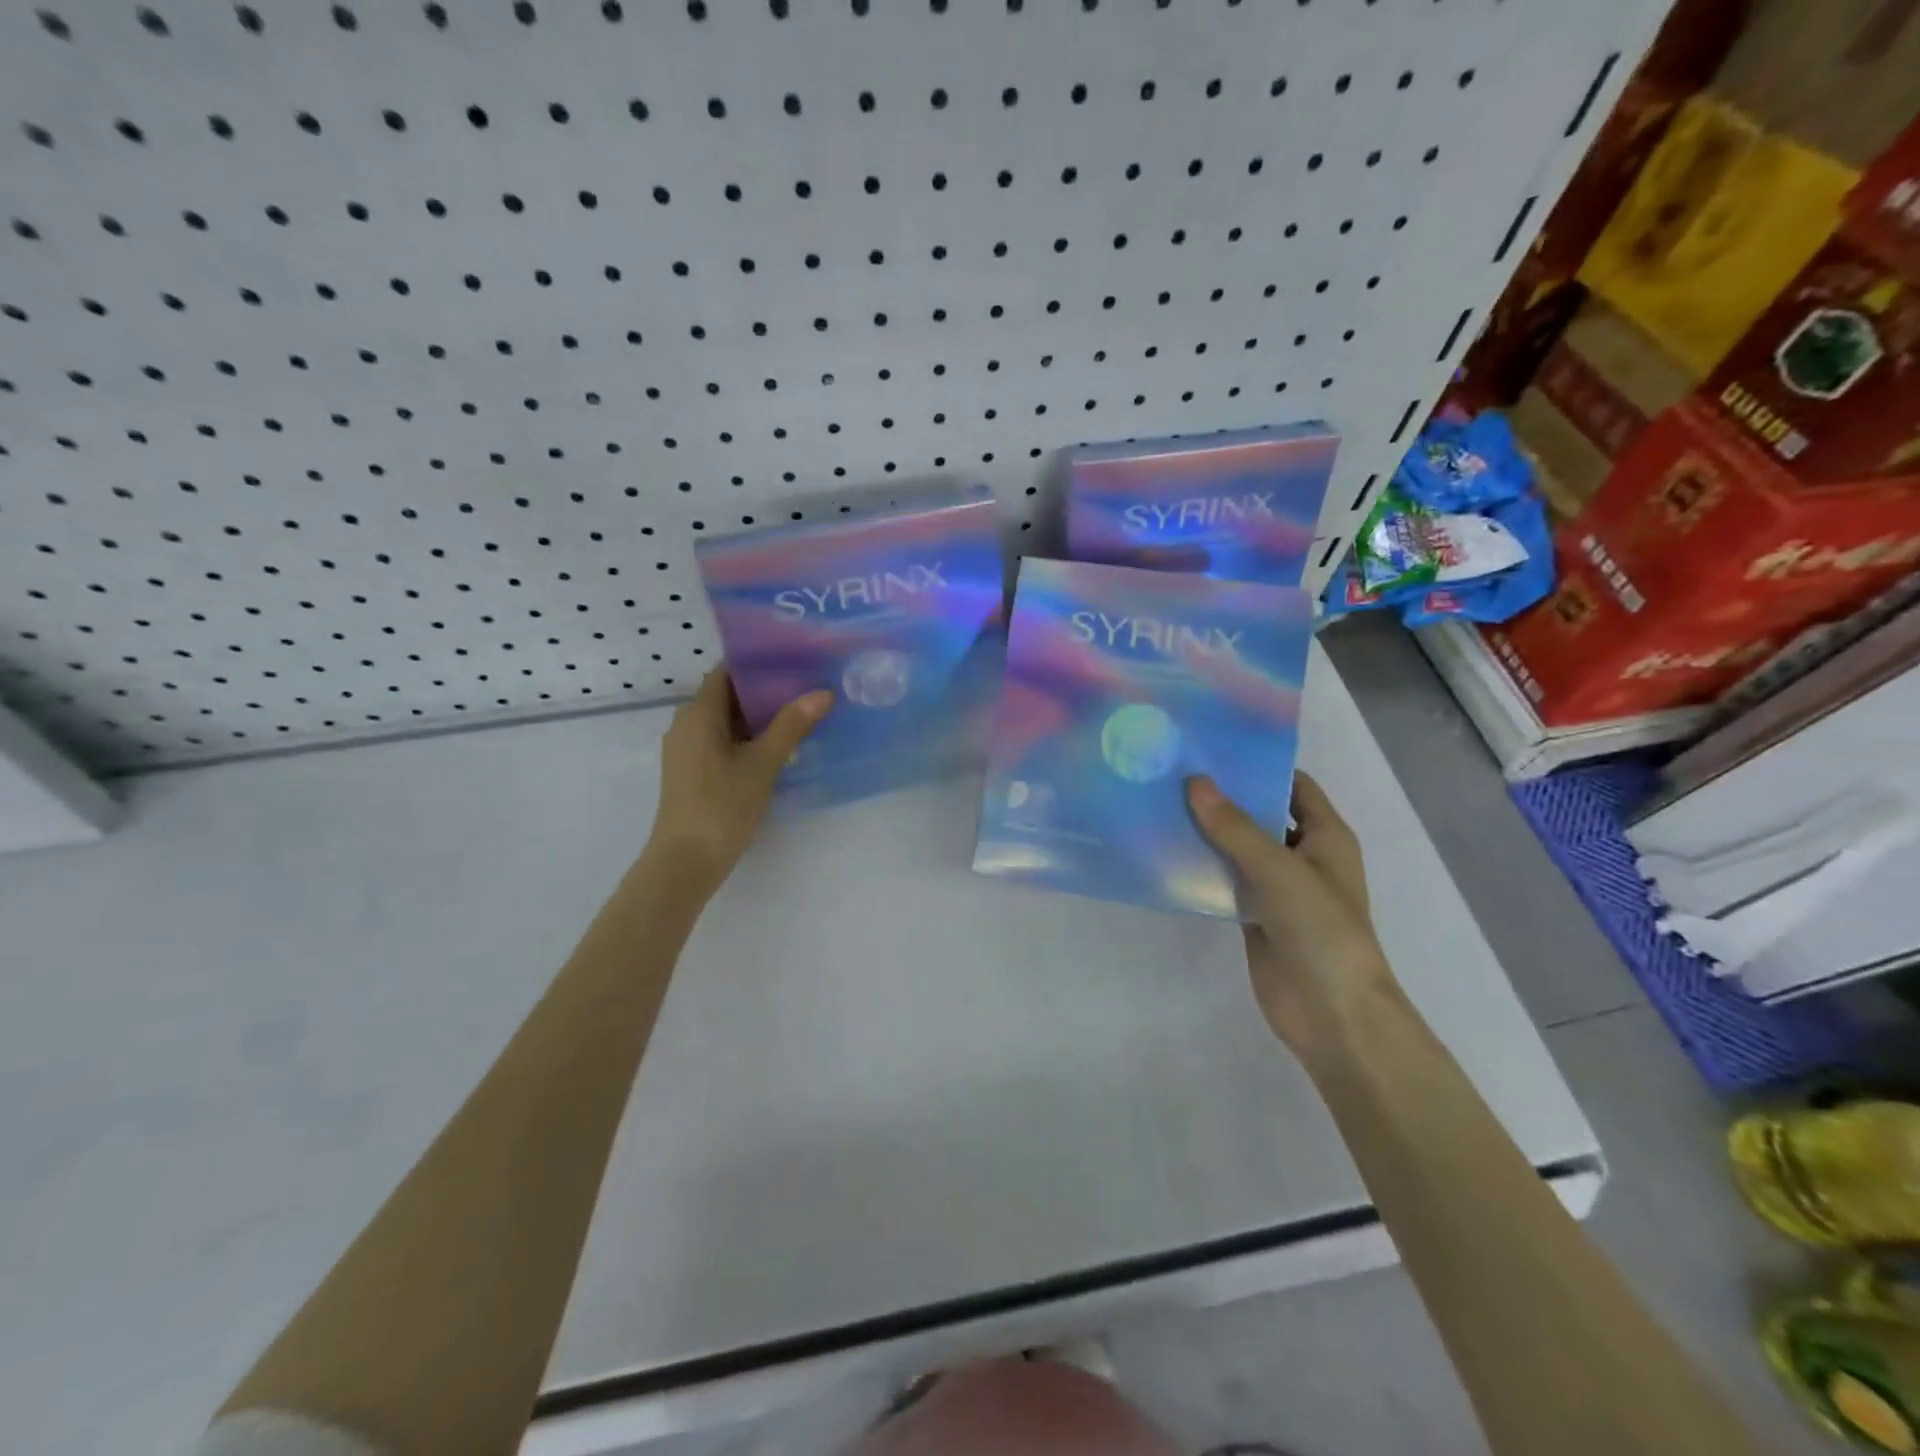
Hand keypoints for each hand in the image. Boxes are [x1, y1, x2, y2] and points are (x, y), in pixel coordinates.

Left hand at [646, 668, 831, 894]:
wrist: (687, 861)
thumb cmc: (723, 804)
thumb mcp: (763, 762)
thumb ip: (792, 725)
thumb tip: (822, 693)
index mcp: (698, 713)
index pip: (727, 672)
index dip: (758, 665)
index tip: (793, 662)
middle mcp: (687, 725)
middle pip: (727, 696)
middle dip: (765, 693)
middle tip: (806, 689)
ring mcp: (687, 750)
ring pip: (726, 722)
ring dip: (759, 719)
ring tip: (800, 716)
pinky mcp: (692, 772)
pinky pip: (721, 743)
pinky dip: (747, 740)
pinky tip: (778, 749)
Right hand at [1186, 772, 1402, 1058]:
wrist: (1332, 1014)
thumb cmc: (1321, 930)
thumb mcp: (1279, 870)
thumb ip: (1235, 827)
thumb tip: (1194, 782)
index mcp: (1326, 836)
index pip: (1293, 785)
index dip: (1259, 765)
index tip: (1213, 746)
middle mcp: (1303, 856)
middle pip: (1261, 814)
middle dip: (1224, 796)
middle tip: (1174, 770)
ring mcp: (1277, 888)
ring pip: (1238, 848)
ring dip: (1208, 831)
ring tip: (1160, 802)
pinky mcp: (1255, 916)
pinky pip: (1225, 881)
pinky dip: (1201, 868)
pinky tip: (1165, 852)